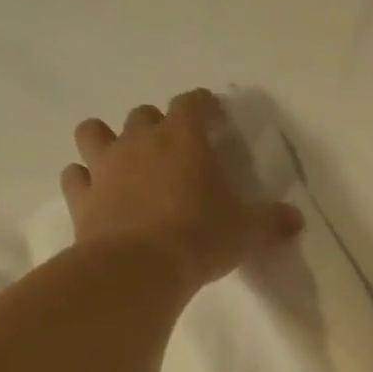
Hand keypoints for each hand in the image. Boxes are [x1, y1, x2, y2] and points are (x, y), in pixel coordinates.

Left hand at [60, 88, 303, 285]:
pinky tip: (96, 193)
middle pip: (143, 115)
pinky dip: (84, 180)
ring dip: (107, 139)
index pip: (192, 105)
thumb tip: (297, 219)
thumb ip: (272, 221)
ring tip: (122, 160)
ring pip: (95, 132)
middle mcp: (139, 142)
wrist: (140, 267)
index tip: (211, 113)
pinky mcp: (82, 197)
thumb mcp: (248, 231)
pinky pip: (75, 177)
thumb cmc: (201, 237)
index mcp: (184, 140)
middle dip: (157, 125)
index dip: (202, 106)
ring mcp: (105, 167)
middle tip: (172, 149)